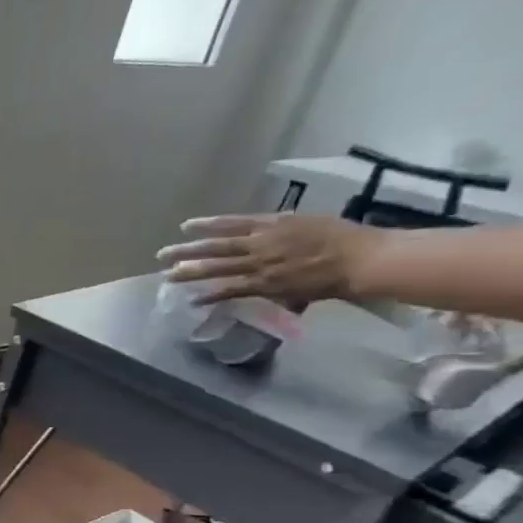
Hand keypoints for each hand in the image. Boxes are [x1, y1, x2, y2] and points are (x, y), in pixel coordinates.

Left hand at [157, 213, 383, 305]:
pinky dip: (210, 296)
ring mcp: (260, 265)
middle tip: (161, 254)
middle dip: (186, 251)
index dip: (207, 224)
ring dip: (189, 273)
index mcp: (272, 224)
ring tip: (166, 276)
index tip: (185, 226)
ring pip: (217, 268)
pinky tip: (192, 300)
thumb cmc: (344, 239)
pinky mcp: (265, 285)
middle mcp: (261, 243)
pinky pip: (231, 291)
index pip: (232, 223)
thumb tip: (266, 233)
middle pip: (215, 246)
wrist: (361, 258)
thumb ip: (282, 229)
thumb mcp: (308, 223)